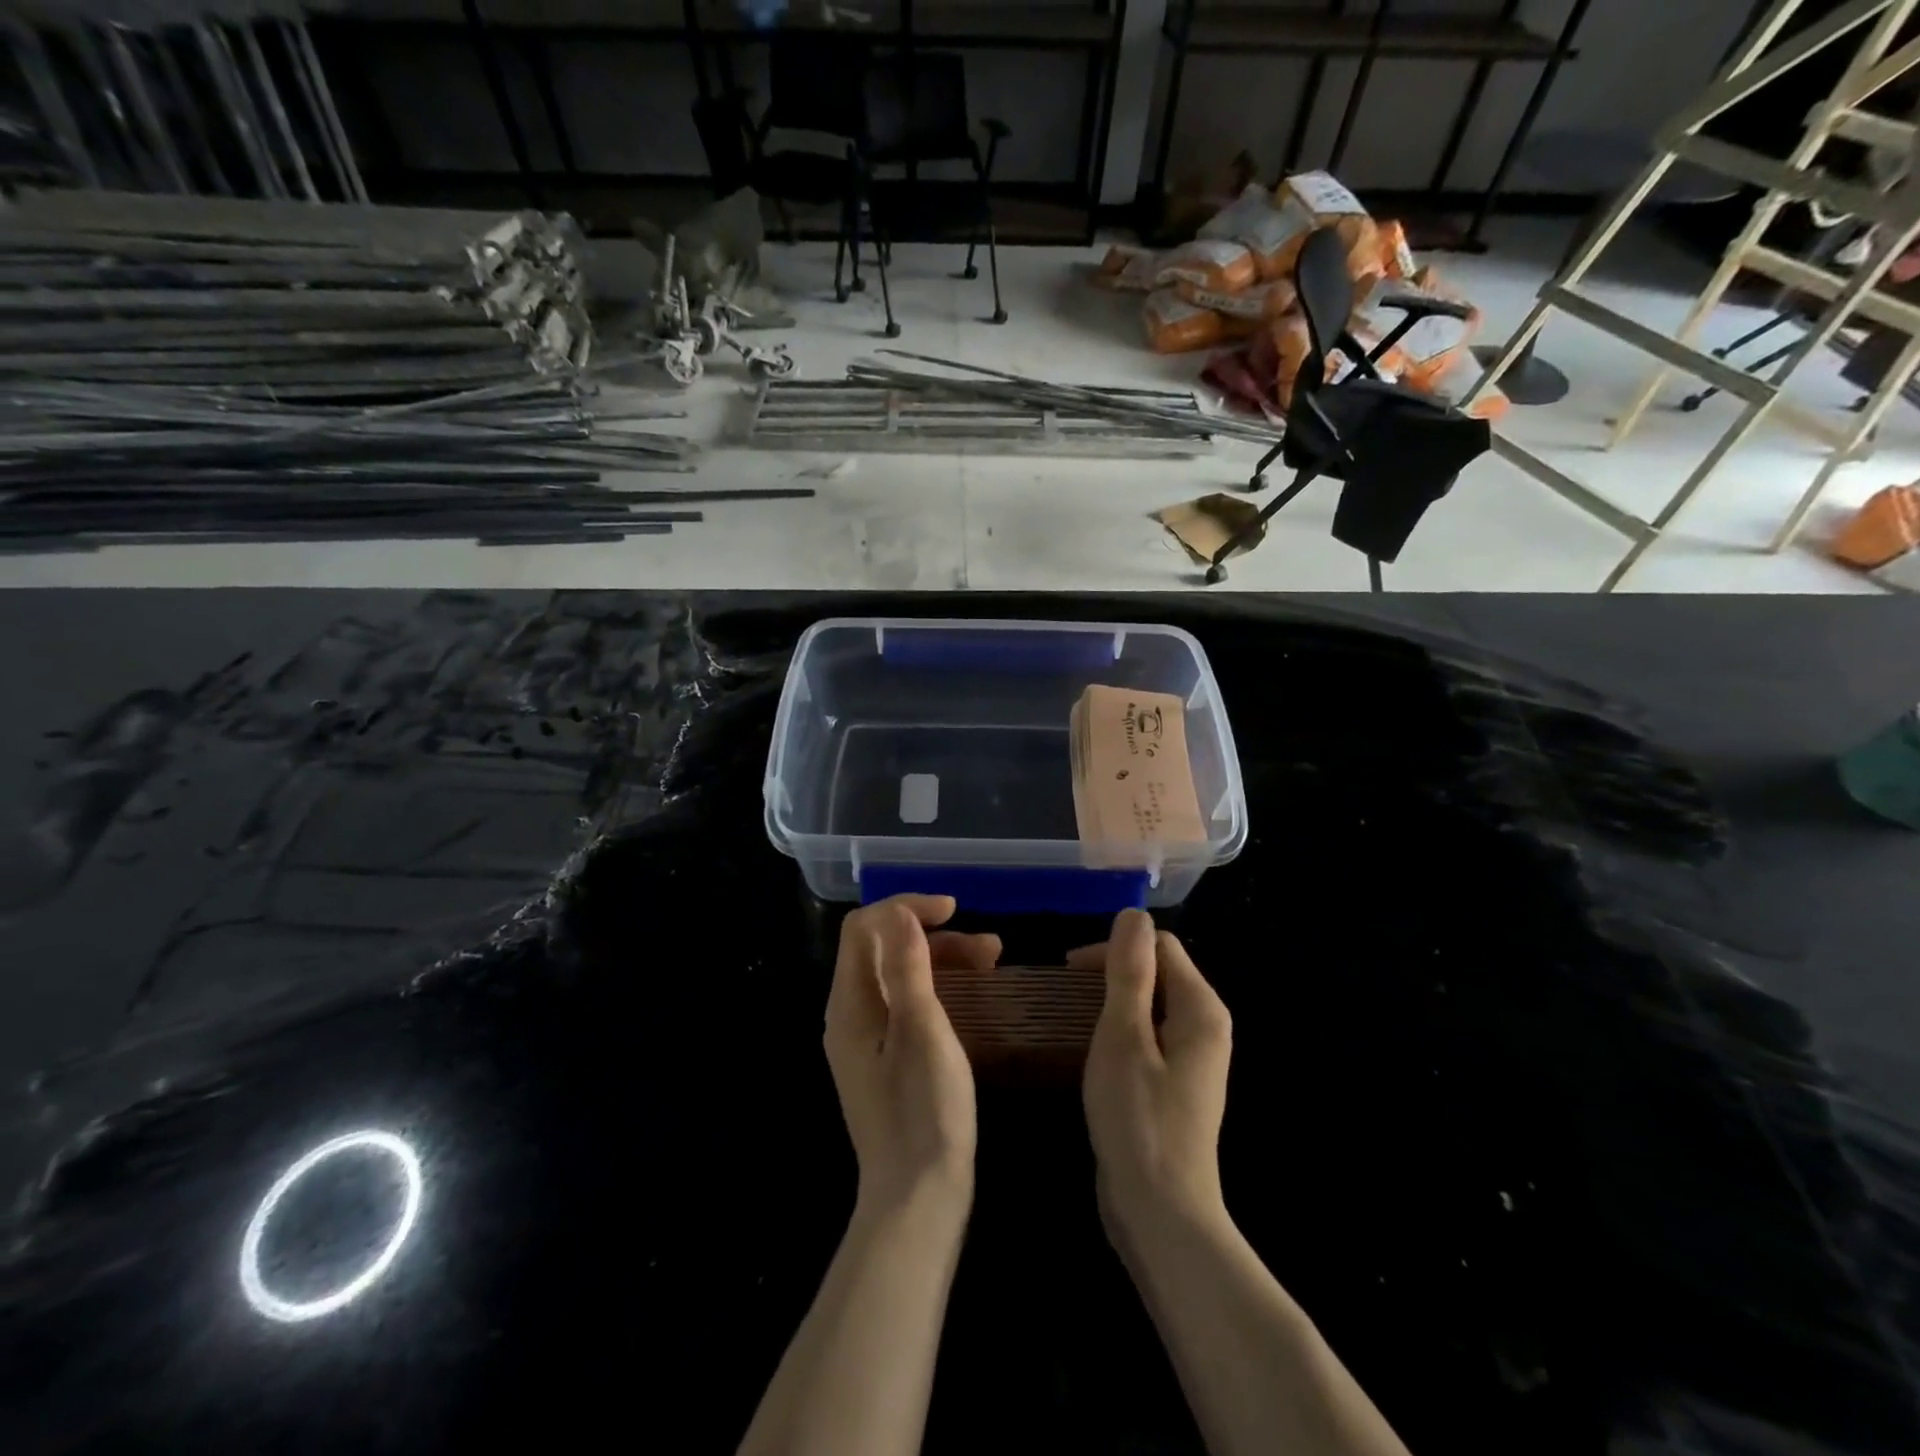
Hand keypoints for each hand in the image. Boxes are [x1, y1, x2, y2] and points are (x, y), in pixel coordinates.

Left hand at [824, 895, 1001, 1217]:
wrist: (918, 1199)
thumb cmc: (925, 1111)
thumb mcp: (923, 1031)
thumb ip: (908, 967)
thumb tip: (900, 912)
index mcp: (850, 1004)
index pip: (865, 927)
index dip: (906, 907)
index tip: (954, 910)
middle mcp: (850, 1014)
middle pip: (883, 948)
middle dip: (934, 935)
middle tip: (988, 947)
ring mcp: (866, 1038)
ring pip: (899, 975)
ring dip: (942, 959)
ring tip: (992, 962)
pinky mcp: (885, 1057)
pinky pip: (906, 1003)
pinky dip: (938, 988)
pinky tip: (973, 994)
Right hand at [1073, 910, 1232, 1245]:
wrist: (1161, 1214)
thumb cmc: (1138, 1119)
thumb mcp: (1123, 1037)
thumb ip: (1130, 972)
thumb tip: (1134, 914)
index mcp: (1200, 1009)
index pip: (1159, 946)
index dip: (1115, 949)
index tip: (1070, 970)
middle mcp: (1206, 1026)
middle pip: (1158, 972)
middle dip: (1112, 972)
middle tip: (1065, 993)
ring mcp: (1193, 1059)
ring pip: (1150, 1005)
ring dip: (1112, 1002)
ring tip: (1072, 1018)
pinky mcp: (1177, 1084)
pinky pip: (1148, 1036)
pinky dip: (1120, 1031)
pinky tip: (1093, 1051)